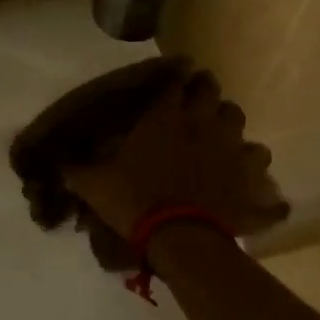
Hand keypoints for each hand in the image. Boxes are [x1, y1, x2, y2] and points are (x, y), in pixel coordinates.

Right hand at [63, 65, 288, 237]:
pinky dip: (255, 174)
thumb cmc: (134, 201)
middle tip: (196, 105)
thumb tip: (60, 165)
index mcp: (165, 116)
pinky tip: (250, 183)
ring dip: (229, 126)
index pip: (175, 83)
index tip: (172, 85)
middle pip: (212, 92)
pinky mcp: (249, 178)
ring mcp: (231, 148)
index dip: (174, 81)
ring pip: (238, 121)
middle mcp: (202, 123)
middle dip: (205, 94)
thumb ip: (77, 170)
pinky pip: (259, 166)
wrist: (180, 238)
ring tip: (221, 139)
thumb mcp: (94, 185)